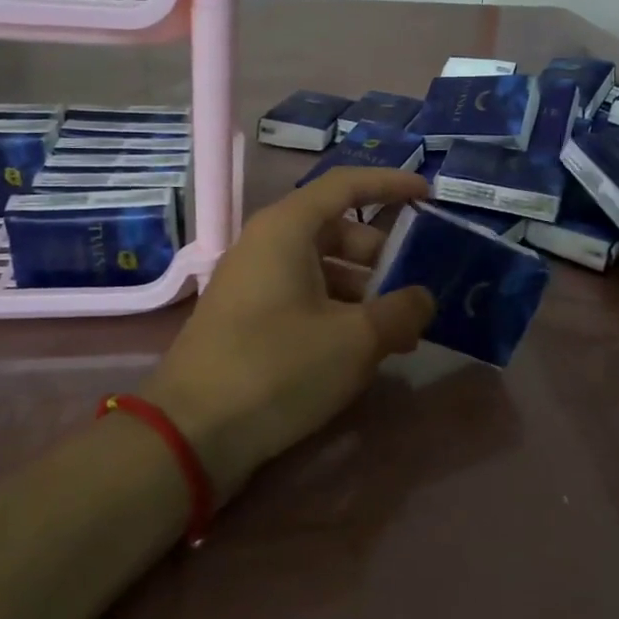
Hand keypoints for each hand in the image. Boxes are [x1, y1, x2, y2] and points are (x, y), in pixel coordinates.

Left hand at [139, 168, 435, 501]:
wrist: (191, 434)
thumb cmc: (278, 368)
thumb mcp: (355, 340)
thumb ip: (401, 311)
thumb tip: (423, 299)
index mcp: (287, 229)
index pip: (345, 185)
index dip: (390, 184)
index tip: (427, 194)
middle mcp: (265, 245)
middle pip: (335, 229)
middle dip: (381, 255)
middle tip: (415, 288)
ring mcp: (251, 282)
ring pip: (321, 268)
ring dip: (363, 291)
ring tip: (397, 331)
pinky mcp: (246, 318)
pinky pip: (302, 296)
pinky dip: (337, 311)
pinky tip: (361, 349)